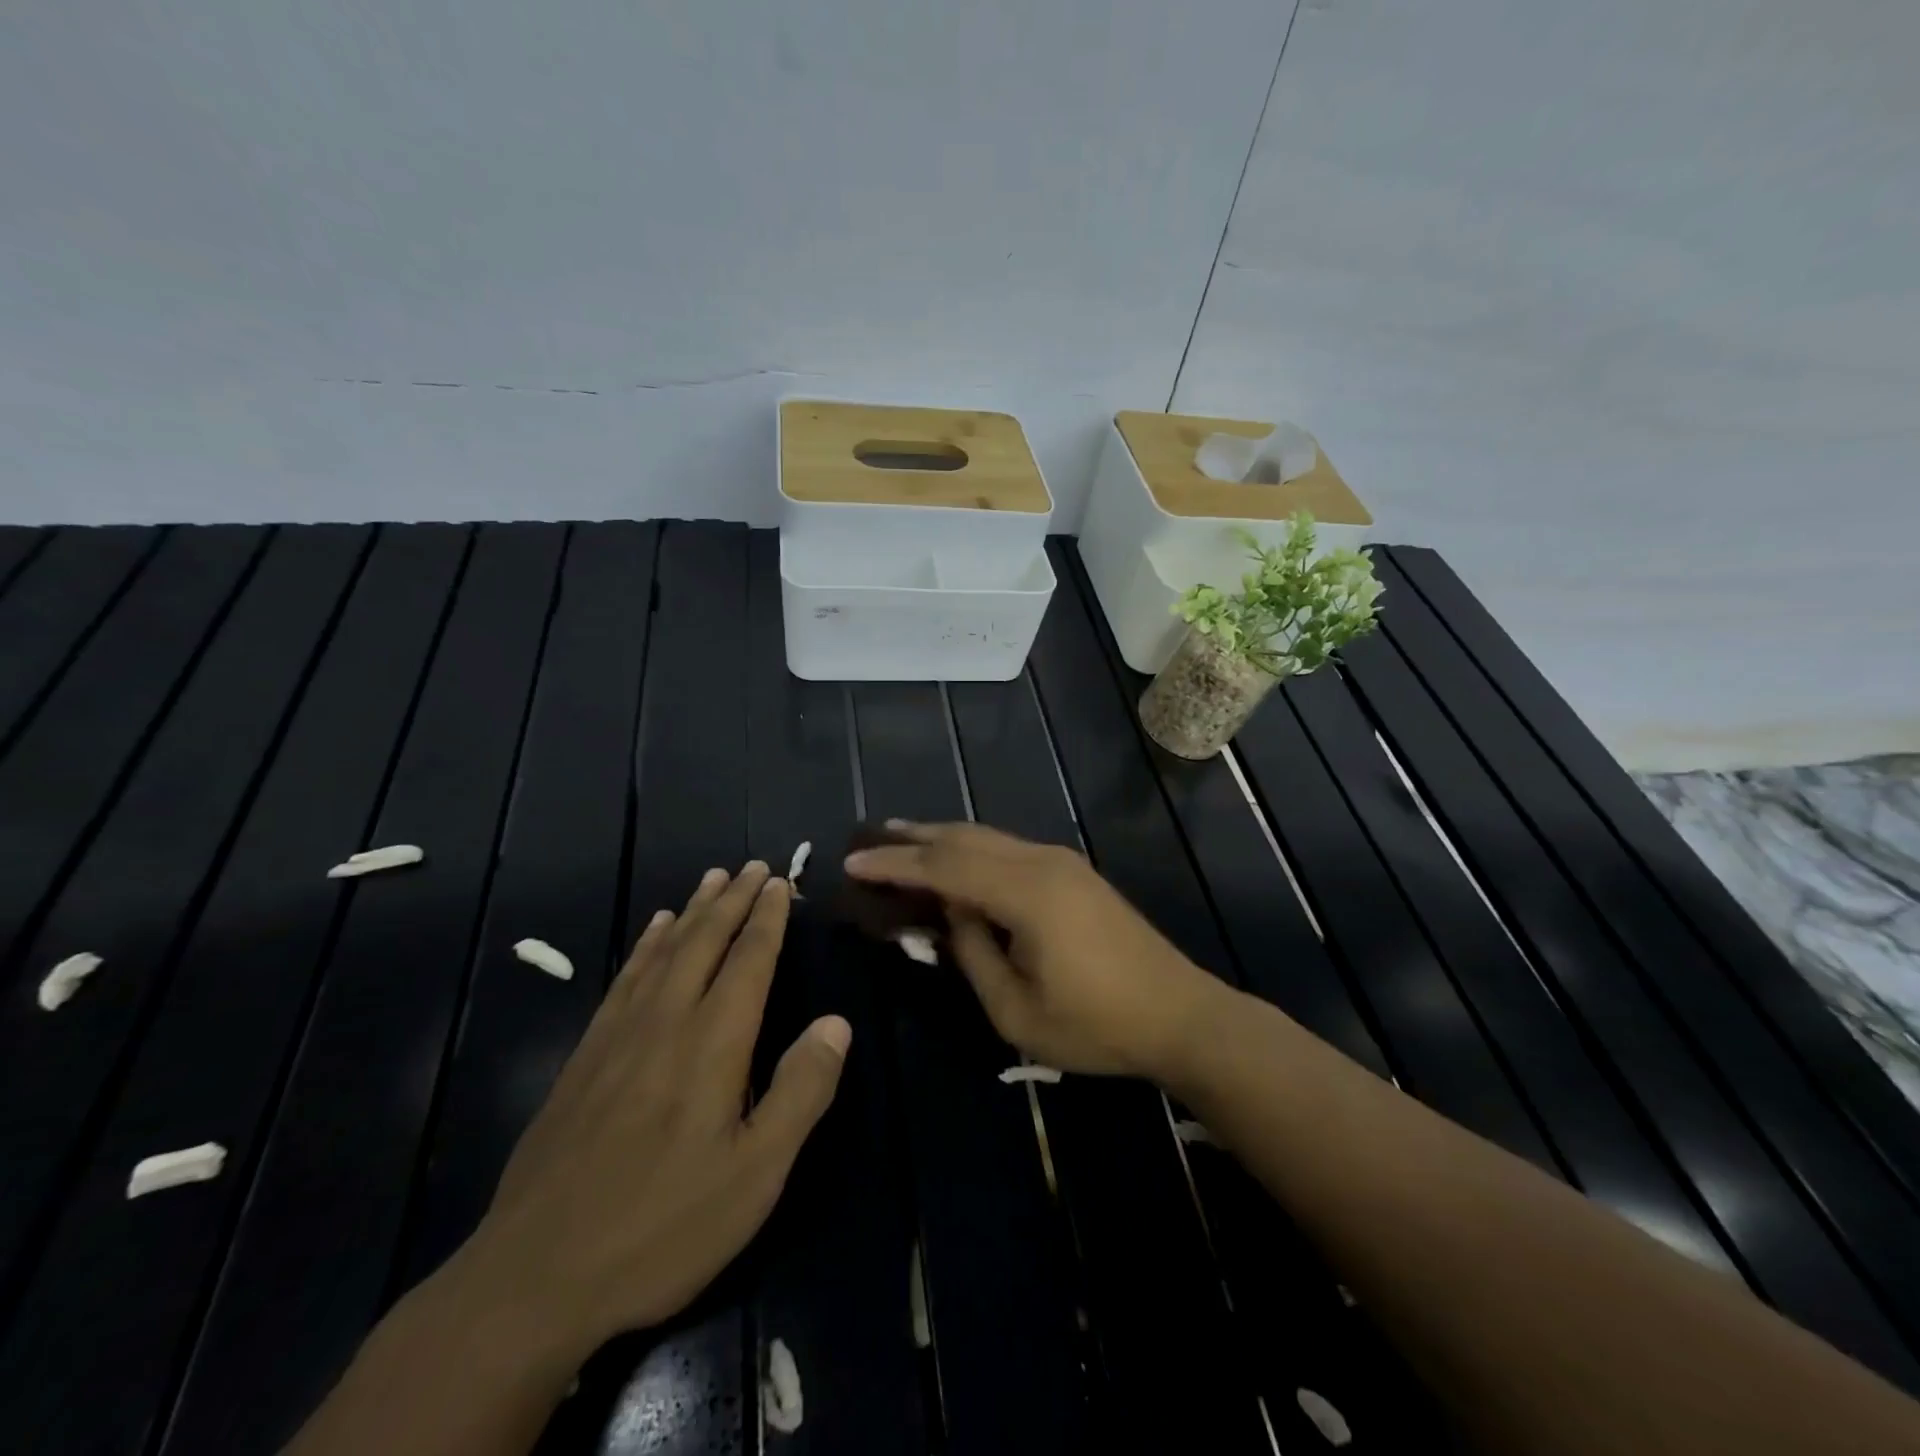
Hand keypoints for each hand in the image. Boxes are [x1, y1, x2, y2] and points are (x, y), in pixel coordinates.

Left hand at [459, 862, 849, 1356]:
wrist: (534, 1277)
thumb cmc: (662, 1227)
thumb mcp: (755, 1174)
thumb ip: (801, 1092)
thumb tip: (836, 1023)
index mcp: (713, 1044)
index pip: (748, 961)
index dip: (766, 919)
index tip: (778, 882)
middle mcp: (666, 1022)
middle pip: (705, 943)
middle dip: (733, 900)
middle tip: (753, 865)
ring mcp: (618, 1036)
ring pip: (664, 952)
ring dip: (692, 911)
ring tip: (710, 879)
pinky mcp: (584, 1058)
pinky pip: (624, 979)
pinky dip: (645, 946)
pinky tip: (653, 933)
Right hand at [845, 822, 1220, 1080]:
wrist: (1180, 1014)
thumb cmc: (1096, 1025)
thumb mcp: (1016, 1010)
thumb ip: (972, 954)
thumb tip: (948, 916)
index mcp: (1026, 892)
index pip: (944, 867)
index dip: (894, 864)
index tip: (852, 861)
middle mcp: (1042, 861)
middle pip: (964, 838)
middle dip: (914, 837)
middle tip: (869, 837)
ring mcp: (1062, 862)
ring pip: (988, 837)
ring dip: (942, 838)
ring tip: (902, 838)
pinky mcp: (1073, 872)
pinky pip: (1008, 848)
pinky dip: (971, 849)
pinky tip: (957, 860)